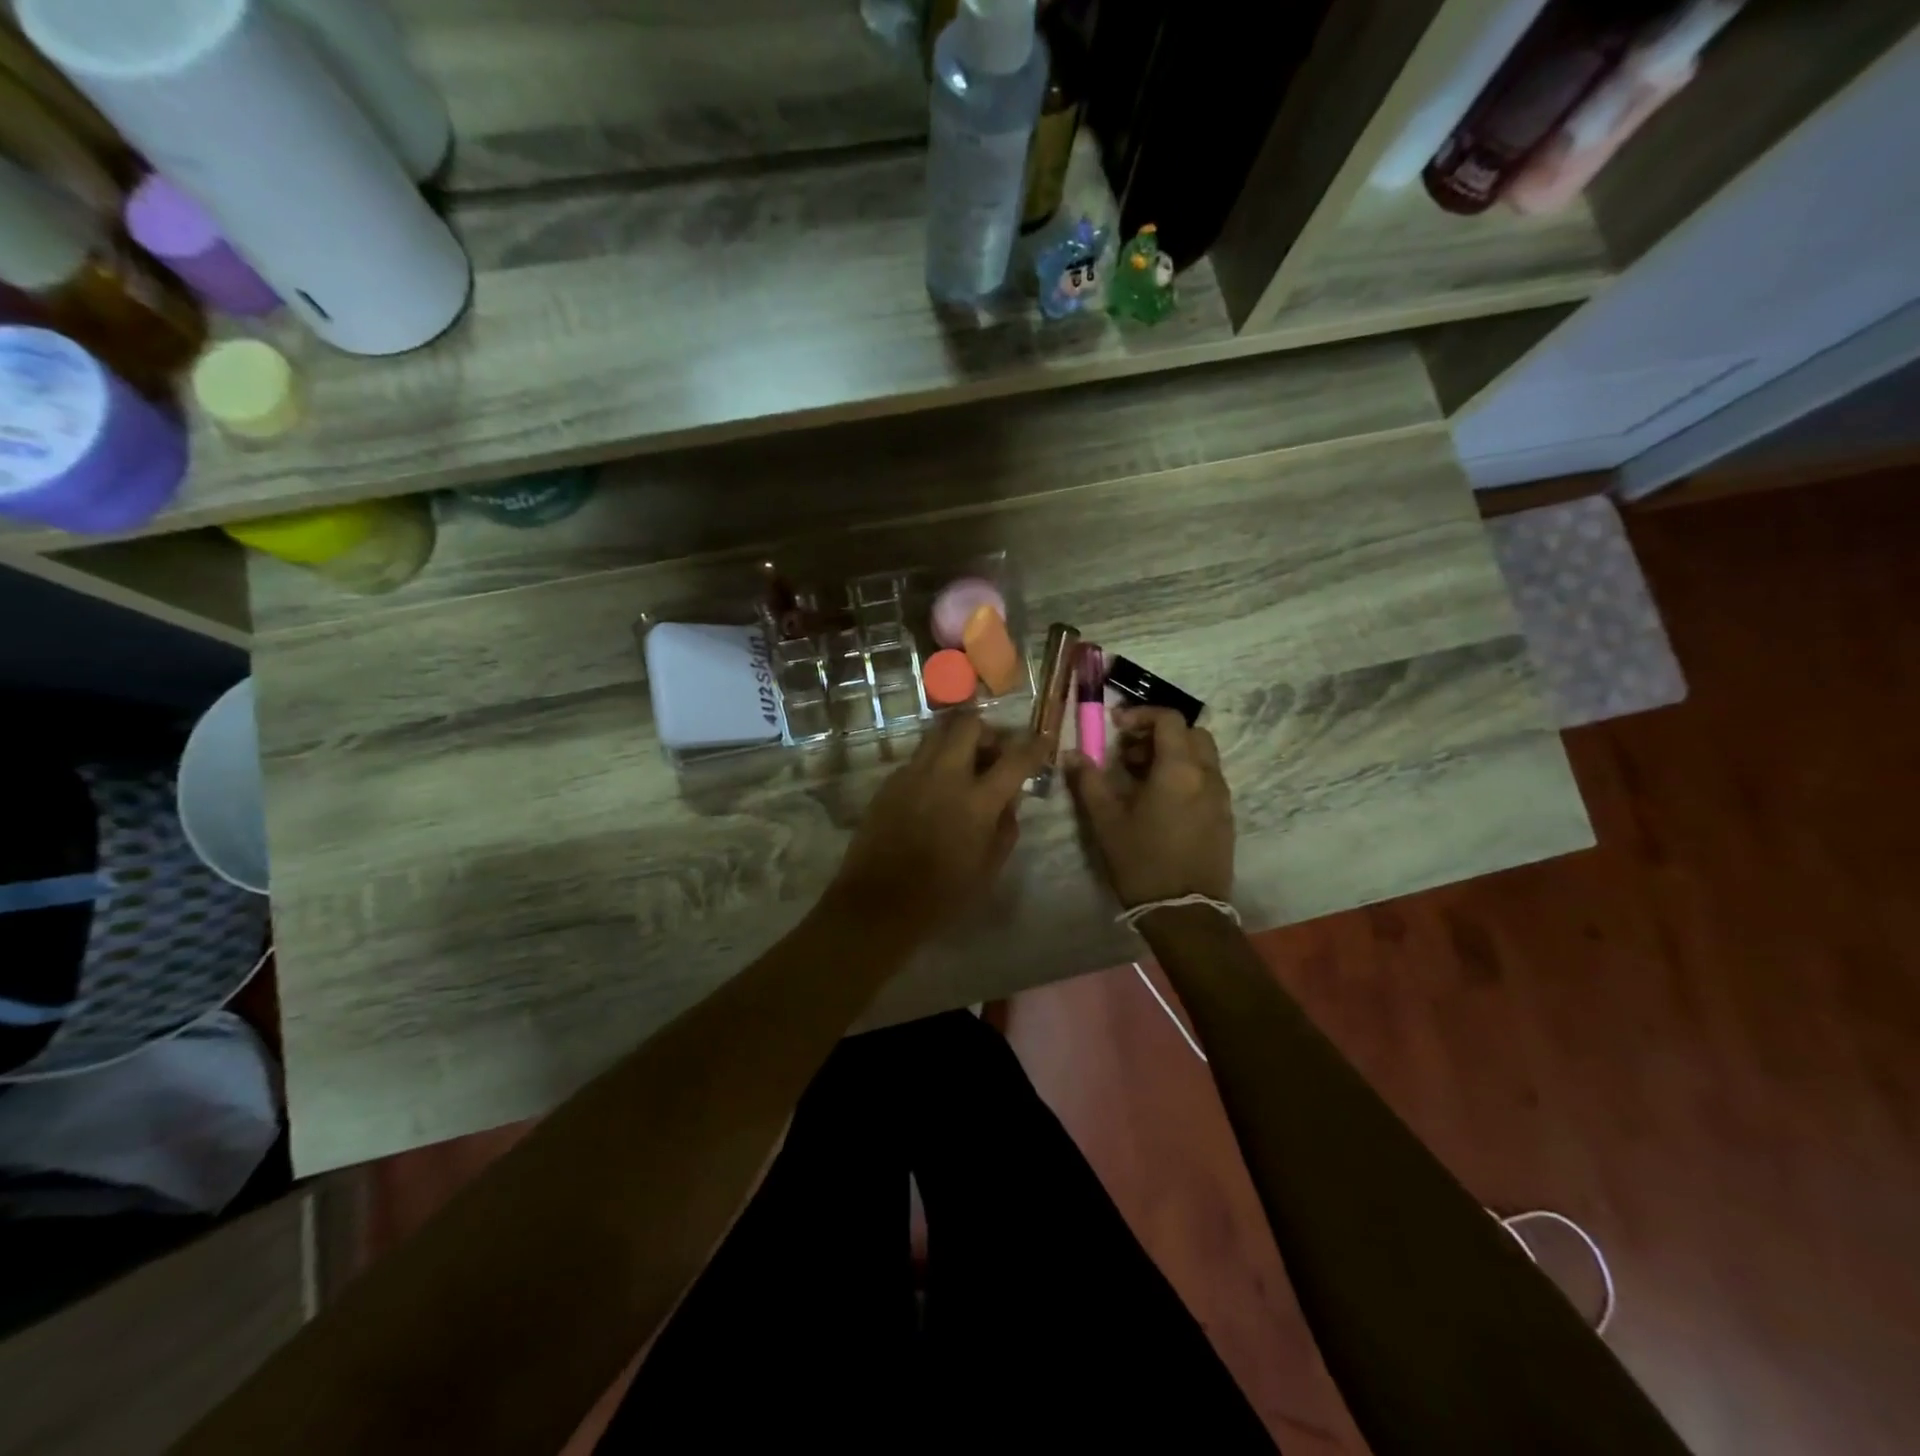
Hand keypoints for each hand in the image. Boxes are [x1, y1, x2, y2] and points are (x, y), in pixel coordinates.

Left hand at [831, 713, 1048, 938]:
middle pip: (969, 725)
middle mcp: (944, 776)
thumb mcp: (988, 869)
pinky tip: (934, 792)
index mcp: (977, 801)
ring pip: (938, 734)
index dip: (1035, 745)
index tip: (1044, 738)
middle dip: (987, 732)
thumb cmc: (941, 896)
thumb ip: (1005, 828)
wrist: (877, 903)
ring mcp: (912, 775)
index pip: (1015, 759)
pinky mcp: (889, 783)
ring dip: (957, 742)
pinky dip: (934, 764)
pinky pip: (918, 759)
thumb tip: (1009, 801)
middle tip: (992, 754)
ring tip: (963, 767)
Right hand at [1065, 706, 1233, 908]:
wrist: (1185, 912)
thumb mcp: (1106, 821)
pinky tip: (1160, 802)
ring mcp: (1221, 797)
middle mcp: (1207, 775)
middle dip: (1159, 733)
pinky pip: (1207, 779)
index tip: (1116, 727)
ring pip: (1201, 756)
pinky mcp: (1225, 817)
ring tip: (1140, 779)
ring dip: (1172, 754)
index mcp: (1179, 769)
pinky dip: (1185, 774)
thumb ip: (1088, 781)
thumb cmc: (1142, 862)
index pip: (1169, 719)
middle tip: (1128, 753)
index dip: (1141, 714)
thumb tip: (1072, 754)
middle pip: (1191, 733)